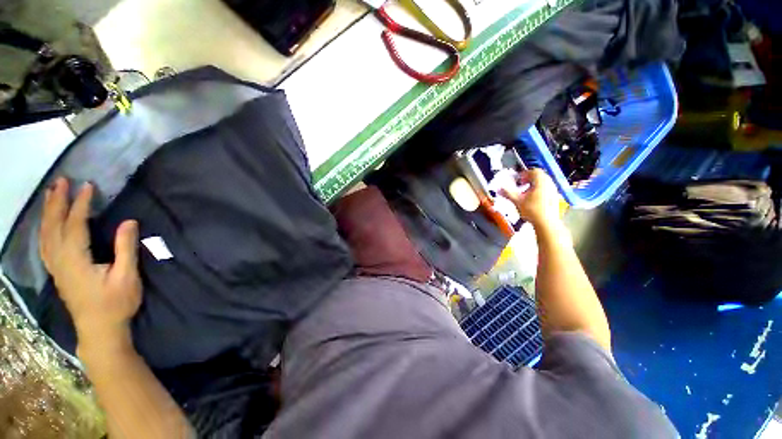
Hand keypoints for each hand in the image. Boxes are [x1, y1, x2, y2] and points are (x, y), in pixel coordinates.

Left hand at [39, 177, 141, 354]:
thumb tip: (129, 222)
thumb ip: (125, 248)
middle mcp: (60, 260)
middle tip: (61, 181)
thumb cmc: (116, 303)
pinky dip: (44, 228)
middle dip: (56, 202)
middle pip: (53, 226)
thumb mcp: (126, 276)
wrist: (99, 330)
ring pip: (45, 234)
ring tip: (51, 194)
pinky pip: (45, 244)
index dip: (81, 205)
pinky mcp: (57, 272)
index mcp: (76, 260)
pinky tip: (47, 222)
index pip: (75, 225)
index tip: (88, 186)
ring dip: (47, 212)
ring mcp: (55, 267)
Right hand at [500, 168, 560, 227]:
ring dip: (534, 185)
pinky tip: (532, 200)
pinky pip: (546, 189)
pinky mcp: (555, 198)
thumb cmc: (532, 210)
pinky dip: (539, 191)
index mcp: (541, 181)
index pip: (534, 171)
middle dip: (529, 179)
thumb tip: (499, 188)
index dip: (524, 174)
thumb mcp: (517, 201)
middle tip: (520, 184)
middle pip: (540, 176)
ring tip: (525, 193)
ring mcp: (554, 191)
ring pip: (543, 183)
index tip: (517, 179)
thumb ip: (508, 193)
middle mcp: (549, 184)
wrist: (546, 223)